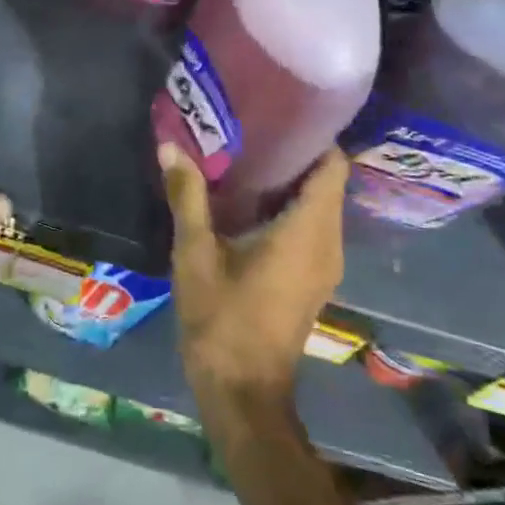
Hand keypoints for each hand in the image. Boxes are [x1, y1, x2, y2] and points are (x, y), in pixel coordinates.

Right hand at [162, 144, 346, 418]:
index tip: (276, 112)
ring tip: (243, 155)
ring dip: (287, 180)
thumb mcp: (195, 254)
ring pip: (318, 205)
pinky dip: (286, 206)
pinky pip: (310, 226)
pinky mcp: (311, 278)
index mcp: (309, 231)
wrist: (242, 392)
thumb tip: (171, 146)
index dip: (312, 135)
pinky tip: (246, 199)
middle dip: (292, 152)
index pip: (333, 166)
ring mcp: (324, 264)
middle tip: (249, 127)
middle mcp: (328, 243)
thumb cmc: (222, 320)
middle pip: (325, 181)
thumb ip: (188, 196)